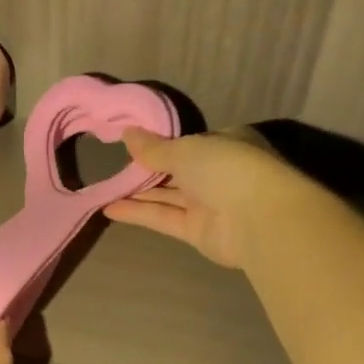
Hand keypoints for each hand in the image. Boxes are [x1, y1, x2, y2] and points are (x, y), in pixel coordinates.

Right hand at [104, 127, 303, 267]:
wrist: (258, 219)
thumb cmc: (226, 167)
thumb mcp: (184, 149)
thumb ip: (154, 147)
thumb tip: (127, 133)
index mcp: (225, 143)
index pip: (190, 142)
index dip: (162, 143)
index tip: (133, 143)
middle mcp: (219, 172)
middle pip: (177, 169)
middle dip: (148, 168)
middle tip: (114, 165)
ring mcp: (209, 203)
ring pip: (168, 195)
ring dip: (139, 191)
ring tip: (105, 187)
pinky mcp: (197, 231)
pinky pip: (164, 217)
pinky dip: (139, 213)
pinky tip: (110, 208)